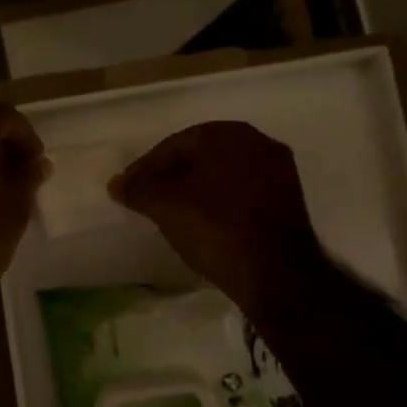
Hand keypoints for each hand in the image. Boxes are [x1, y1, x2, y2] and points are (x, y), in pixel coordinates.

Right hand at [109, 121, 328, 317]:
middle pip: (201, 156)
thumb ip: (137, 188)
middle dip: (172, 176)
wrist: (275, 274)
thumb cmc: (214, 227)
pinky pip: (242, 194)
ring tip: (174, 214)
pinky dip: (220, 204)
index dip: (146, 167)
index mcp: (229, 133)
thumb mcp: (164, 205)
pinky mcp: (289, 202)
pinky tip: (205, 224)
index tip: (129, 190)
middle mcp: (258, 142)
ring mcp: (279, 172)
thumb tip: (116, 183)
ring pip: (223, 175)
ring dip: (197, 190)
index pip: (175, 144)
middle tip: (148, 200)